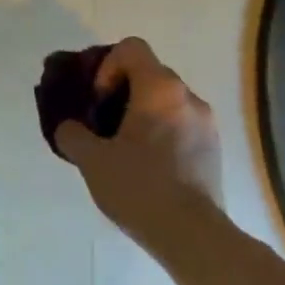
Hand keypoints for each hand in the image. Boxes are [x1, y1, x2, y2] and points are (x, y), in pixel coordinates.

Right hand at [53, 38, 221, 235]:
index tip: (99, 101)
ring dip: (142, 114)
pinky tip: (147, 167)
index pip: (131, 48)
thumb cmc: (139, 187)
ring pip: (166, 101)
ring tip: (124, 148)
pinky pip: (181, 124)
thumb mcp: (91, 159)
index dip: (107, 67)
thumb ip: (72, 134)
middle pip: (149, 73)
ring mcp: (207, 123)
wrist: (192, 235)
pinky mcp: (214, 149)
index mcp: (159, 89)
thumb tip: (69, 128)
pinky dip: (161, 133)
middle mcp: (188, 97)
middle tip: (103, 124)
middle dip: (121, 91)